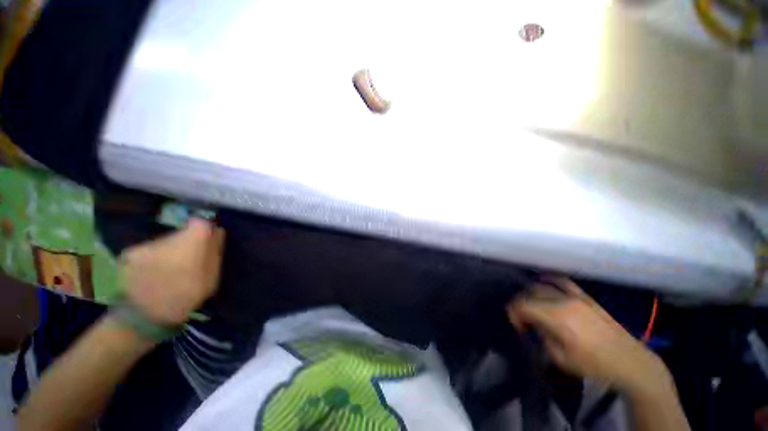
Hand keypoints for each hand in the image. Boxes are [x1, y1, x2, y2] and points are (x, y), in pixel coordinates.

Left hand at [120, 219, 224, 325]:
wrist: (146, 317)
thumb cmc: (186, 296)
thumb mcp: (212, 277)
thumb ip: (215, 251)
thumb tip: (217, 231)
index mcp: (189, 244)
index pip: (200, 223)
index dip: (206, 229)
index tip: (208, 239)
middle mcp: (166, 239)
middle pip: (182, 232)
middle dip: (188, 241)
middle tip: (190, 259)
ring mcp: (145, 245)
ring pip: (166, 240)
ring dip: (171, 250)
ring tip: (172, 269)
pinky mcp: (130, 253)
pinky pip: (150, 249)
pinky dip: (155, 256)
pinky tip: (155, 272)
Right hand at [508, 278, 671, 395]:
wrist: (630, 361)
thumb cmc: (594, 365)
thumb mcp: (561, 358)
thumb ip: (542, 336)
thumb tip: (533, 325)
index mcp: (557, 318)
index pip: (523, 305)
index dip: (513, 312)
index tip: (516, 325)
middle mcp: (563, 302)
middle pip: (530, 294)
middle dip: (520, 304)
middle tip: (522, 318)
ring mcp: (575, 296)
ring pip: (543, 286)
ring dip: (531, 293)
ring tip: (531, 305)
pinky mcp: (585, 297)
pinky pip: (562, 281)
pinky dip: (549, 279)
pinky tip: (543, 281)